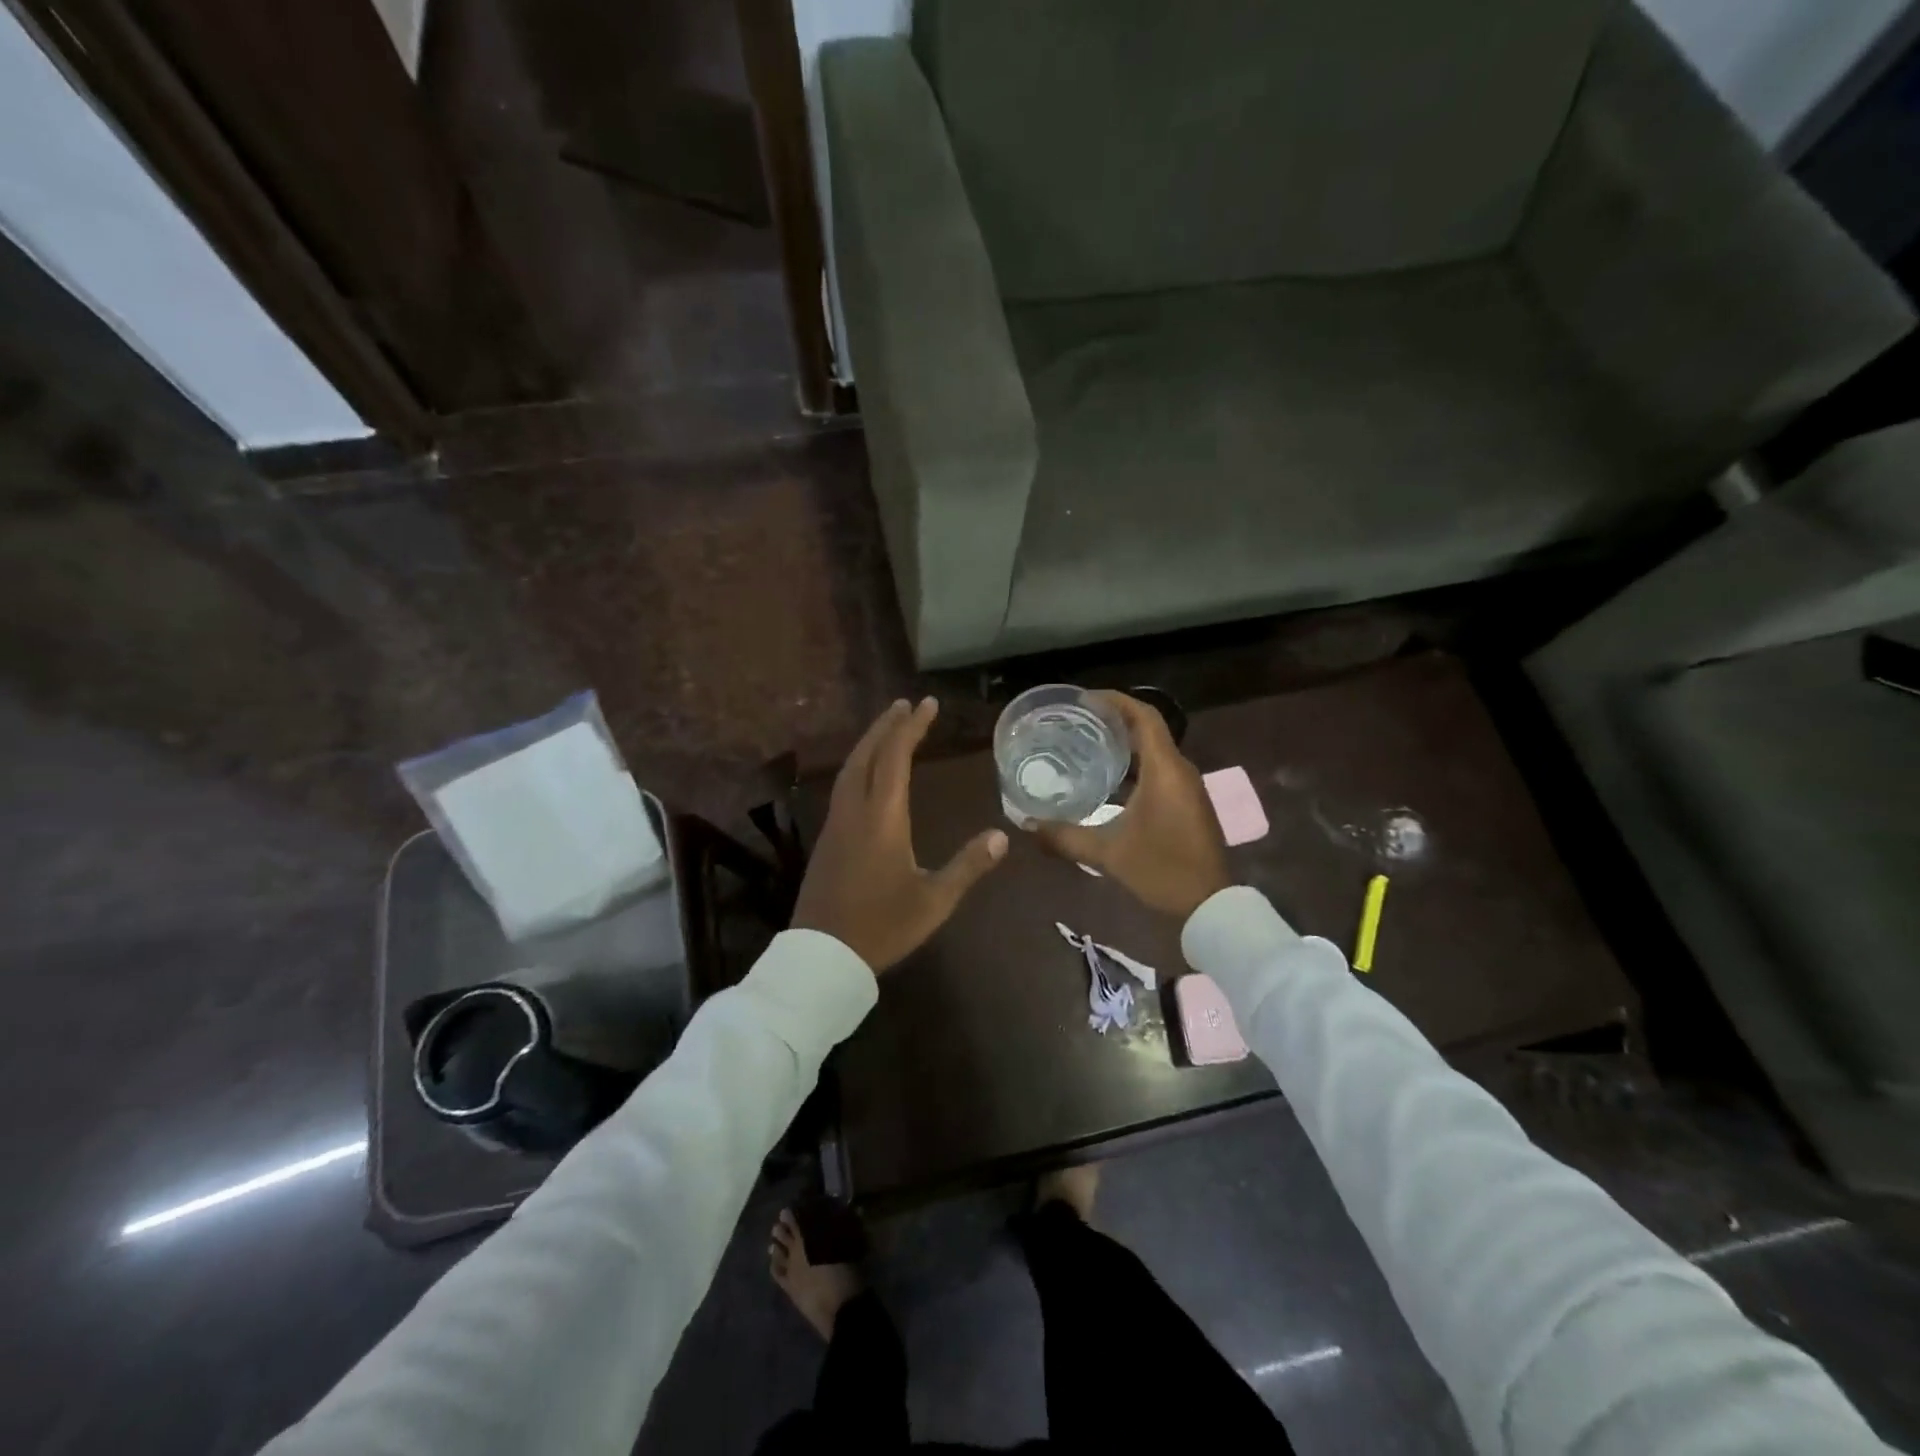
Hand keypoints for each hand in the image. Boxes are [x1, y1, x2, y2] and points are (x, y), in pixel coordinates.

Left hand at [793, 698, 1007, 971]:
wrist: (823, 956)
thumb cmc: (882, 927)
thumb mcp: (934, 900)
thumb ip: (967, 866)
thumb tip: (1001, 836)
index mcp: (882, 818)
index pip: (895, 758)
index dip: (912, 727)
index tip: (927, 704)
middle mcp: (855, 811)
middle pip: (867, 754)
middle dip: (886, 725)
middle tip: (905, 704)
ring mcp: (836, 824)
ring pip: (850, 769)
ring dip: (870, 743)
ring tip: (888, 728)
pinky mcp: (827, 840)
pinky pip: (843, 786)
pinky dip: (859, 765)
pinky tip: (868, 774)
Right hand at [1030, 692, 1230, 919]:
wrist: (1210, 905)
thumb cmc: (1161, 870)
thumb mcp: (1107, 853)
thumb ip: (1066, 837)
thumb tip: (1028, 826)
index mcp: (1165, 770)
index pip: (1144, 717)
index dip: (1116, 701)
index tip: (1085, 700)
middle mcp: (1180, 771)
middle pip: (1148, 730)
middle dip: (1115, 721)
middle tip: (1078, 722)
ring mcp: (1188, 788)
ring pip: (1154, 752)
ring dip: (1125, 745)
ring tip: (1087, 745)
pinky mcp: (1188, 804)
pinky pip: (1160, 771)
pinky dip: (1135, 767)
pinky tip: (1108, 782)